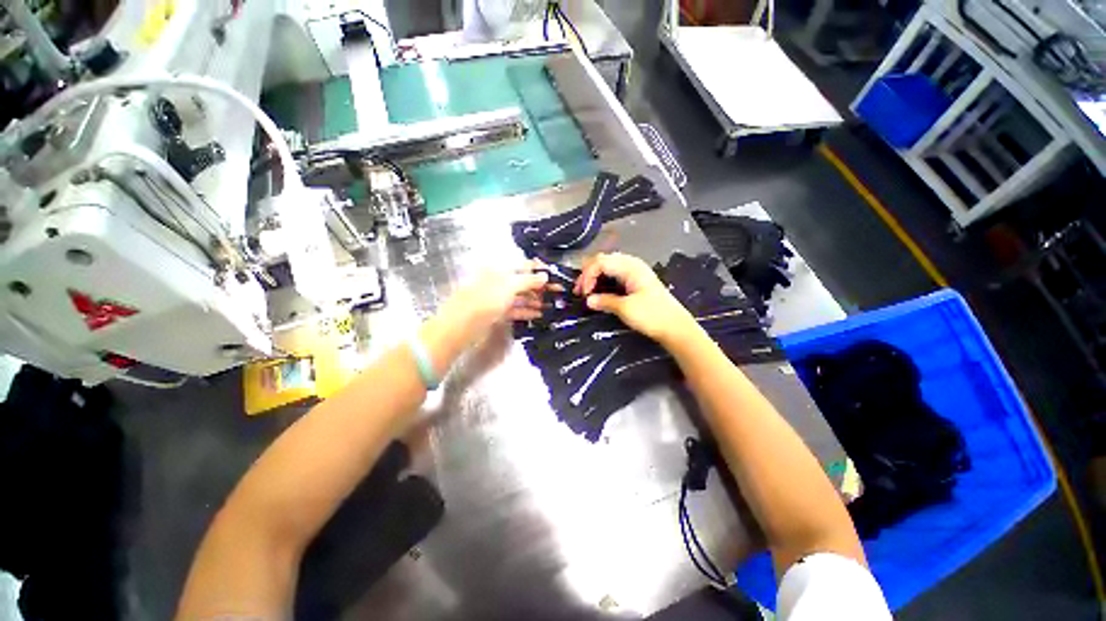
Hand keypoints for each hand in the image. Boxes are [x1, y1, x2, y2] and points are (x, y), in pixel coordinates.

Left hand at [441, 261, 549, 334]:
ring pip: (518, 297)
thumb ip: (528, 280)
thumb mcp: (509, 286)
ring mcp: (495, 299)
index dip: (538, 269)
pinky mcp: (494, 314)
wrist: (460, 327)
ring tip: (550, 305)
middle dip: (538, 287)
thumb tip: (544, 275)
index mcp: (498, 270)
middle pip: (521, 282)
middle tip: (557, 292)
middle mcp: (497, 282)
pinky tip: (538, 314)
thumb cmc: (484, 300)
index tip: (553, 274)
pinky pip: (513, 310)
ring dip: (534, 300)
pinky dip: (525, 311)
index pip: (521, 266)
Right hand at [574, 252, 697, 344]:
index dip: (587, 276)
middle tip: (580, 291)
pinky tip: (599, 292)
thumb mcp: (625, 308)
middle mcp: (632, 265)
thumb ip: (604, 301)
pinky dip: (603, 282)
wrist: (676, 328)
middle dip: (588, 274)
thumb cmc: (652, 315)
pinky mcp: (635, 282)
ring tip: (586, 292)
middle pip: (603, 261)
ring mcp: (634, 273)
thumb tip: (588, 300)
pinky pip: (614, 275)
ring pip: (608, 267)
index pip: (600, 262)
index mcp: (630, 266)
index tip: (583, 294)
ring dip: (595, 278)